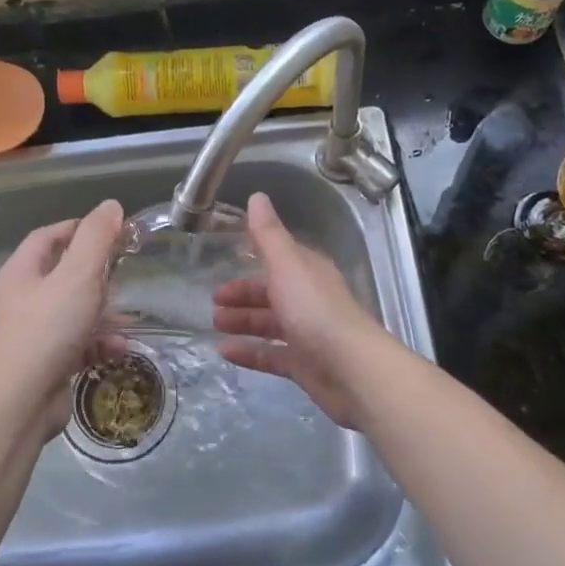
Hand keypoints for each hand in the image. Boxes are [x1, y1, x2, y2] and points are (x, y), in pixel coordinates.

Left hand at [0, 199, 125, 431]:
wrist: (24, 400)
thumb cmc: (49, 328)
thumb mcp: (79, 275)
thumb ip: (96, 238)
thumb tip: (111, 206)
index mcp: (20, 273)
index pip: (48, 237)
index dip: (78, 228)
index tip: (110, 231)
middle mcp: (21, 300)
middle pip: (63, 274)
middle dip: (97, 275)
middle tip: (123, 273)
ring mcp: (32, 333)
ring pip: (74, 311)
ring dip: (104, 313)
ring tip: (127, 318)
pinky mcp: (46, 361)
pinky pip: (77, 342)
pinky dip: (99, 342)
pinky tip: (120, 348)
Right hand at [211, 192, 387, 428]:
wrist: (351, 369)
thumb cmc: (315, 310)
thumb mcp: (287, 265)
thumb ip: (268, 234)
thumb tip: (257, 196)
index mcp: (307, 272)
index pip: (279, 258)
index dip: (253, 257)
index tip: (226, 259)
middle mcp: (308, 299)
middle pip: (271, 292)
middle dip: (242, 294)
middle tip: (213, 301)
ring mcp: (307, 334)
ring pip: (269, 323)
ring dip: (242, 321)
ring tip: (215, 324)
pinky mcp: (304, 365)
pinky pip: (271, 355)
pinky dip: (249, 352)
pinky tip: (225, 352)